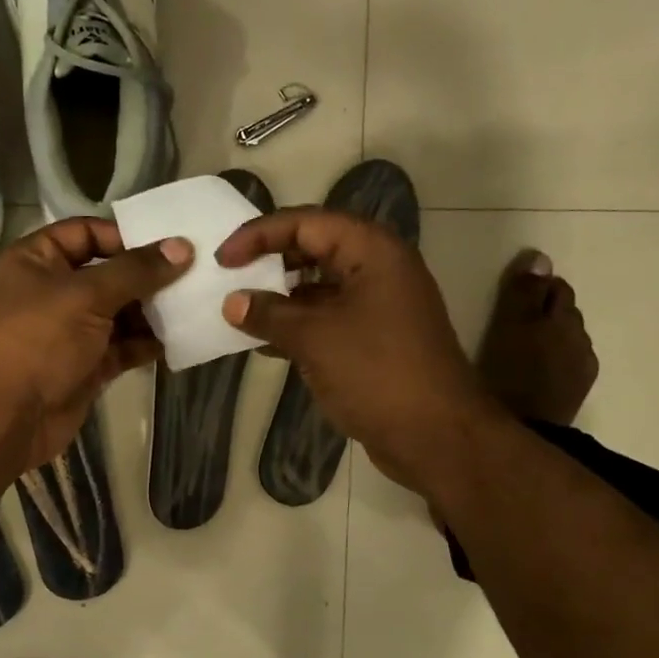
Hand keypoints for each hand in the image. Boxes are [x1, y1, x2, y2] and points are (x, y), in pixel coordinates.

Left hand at [0, 219, 192, 474]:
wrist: (9, 419)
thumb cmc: (38, 342)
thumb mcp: (86, 296)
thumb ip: (136, 271)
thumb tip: (182, 247)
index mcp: (35, 261)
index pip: (84, 232)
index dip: (124, 236)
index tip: (168, 245)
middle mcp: (52, 291)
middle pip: (108, 273)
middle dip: (147, 276)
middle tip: (194, 273)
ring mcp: (70, 331)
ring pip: (119, 312)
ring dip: (152, 311)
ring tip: (193, 304)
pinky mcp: (87, 365)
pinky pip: (123, 346)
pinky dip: (146, 343)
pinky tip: (179, 338)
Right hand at [218, 208, 478, 491]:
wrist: (435, 435)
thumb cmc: (377, 373)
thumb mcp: (315, 339)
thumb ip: (269, 315)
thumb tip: (232, 302)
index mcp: (372, 252)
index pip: (306, 222)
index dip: (259, 234)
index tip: (222, 259)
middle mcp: (378, 269)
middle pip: (314, 248)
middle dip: (269, 260)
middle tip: (230, 276)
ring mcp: (378, 305)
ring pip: (319, 287)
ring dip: (279, 297)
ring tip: (238, 309)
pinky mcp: (373, 339)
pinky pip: (327, 318)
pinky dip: (295, 325)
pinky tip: (262, 342)